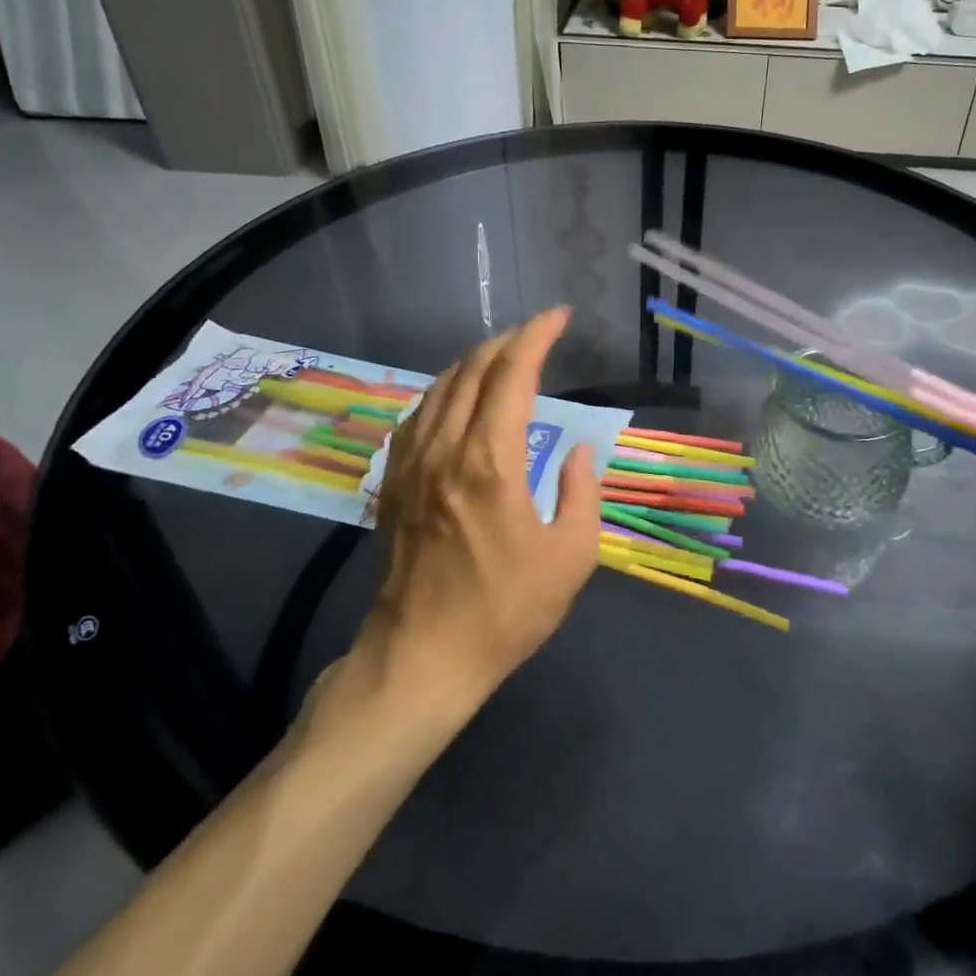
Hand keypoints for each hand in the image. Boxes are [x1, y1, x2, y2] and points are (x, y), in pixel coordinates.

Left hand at [353, 308, 600, 705]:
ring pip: (440, 387)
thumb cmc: (505, 610)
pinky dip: (443, 391)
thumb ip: (580, 493)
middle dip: (507, 341)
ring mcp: (412, 464)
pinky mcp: (395, 484)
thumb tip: (575, 451)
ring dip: (474, 362)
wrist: (422, 658)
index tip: (559, 317)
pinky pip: (418, 416)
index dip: (537, 336)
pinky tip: (456, 399)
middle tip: (537, 334)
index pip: (512, 374)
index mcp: (491, 461)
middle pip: (472, 370)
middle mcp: (446, 448)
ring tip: (502, 358)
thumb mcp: (570, 557)